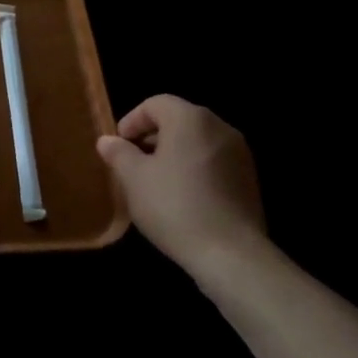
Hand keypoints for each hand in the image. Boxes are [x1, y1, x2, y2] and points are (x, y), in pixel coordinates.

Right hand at [98, 96, 269, 285]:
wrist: (231, 254)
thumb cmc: (174, 206)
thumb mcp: (134, 179)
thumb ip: (119, 153)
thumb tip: (107, 140)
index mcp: (190, 119)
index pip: (155, 103)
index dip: (132, 121)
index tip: (119, 147)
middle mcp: (219, 127)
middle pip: (178, 119)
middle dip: (152, 137)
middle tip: (133, 164)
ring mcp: (239, 153)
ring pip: (197, 141)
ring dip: (173, 154)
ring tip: (156, 183)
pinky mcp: (249, 179)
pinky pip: (213, 162)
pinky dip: (194, 169)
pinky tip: (182, 198)